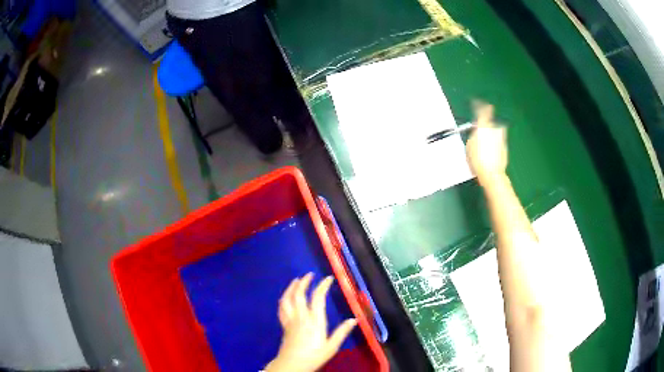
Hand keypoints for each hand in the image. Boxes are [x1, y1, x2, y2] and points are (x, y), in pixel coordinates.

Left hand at [265, 274, 357, 371]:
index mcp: (314, 321)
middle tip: (309, 274)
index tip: (328, 278)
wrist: (292, 365)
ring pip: (288, 299)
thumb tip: (354, 319)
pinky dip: (283, 299)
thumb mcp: (331, 347)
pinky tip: (285, 297)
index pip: (318, 298)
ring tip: (296, 280)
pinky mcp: (284, 325)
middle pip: (299, 295)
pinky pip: (281, 308)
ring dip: (291, 288)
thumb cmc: (314, 356)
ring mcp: (290, 320)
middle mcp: (301, 317)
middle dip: (304, 282)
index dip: (322, 286)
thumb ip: (341, 332)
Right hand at [466, 102, 507, 185]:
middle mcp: (494, 130)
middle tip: (482, 128)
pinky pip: (498, 142)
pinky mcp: (504, 148)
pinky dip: (495, 144)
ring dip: (491, 134)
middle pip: (491, 122)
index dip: (480, 105)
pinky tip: (490, 152)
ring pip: (496, 132)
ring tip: (485, 143)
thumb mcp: (470, 146)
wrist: (492, 174)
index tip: (477, 103)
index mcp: (483, 127)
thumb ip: (473, 136)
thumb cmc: (477, 160)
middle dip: (487, 123)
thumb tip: (477, 133)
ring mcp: (501, 139)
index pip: (483, 111)